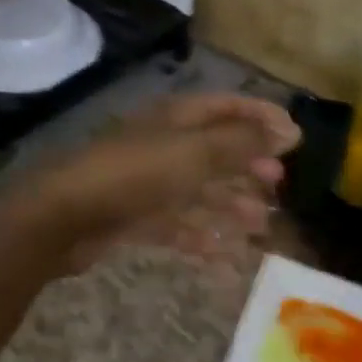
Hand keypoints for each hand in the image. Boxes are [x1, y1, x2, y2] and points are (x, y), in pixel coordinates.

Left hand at [11, 93, 299, 272]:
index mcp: (175, 118)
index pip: (226, 107)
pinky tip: (225, 254)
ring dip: (229, 204)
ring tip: (260, 224)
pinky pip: (177, 222)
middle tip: (279, 185)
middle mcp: (163, 144)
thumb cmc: (135, 174)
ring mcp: (147, 181)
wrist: (66, 215)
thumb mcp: (195, 153)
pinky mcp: (134, 215)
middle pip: (213, 149)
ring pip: (197, 189)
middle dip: (247, 165)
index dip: (260, 117)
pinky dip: (201, 235)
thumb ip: (241, 143)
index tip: (296, 137)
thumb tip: (288, 131)